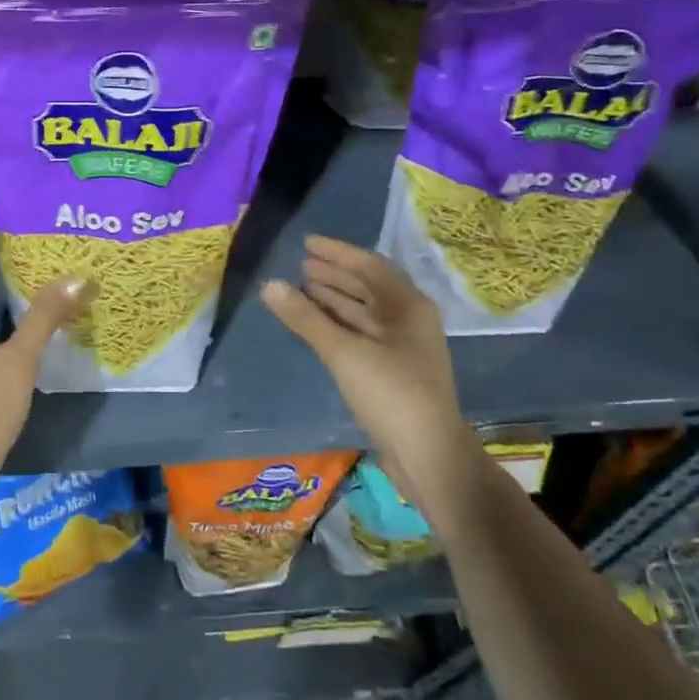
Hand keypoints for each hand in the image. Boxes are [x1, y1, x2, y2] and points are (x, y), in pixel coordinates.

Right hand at [262, 235, 463, 495]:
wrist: (429, 456)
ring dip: (334, 299)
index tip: (306, 243)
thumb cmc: (391, 393)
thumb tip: (269, 285)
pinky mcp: (392, 371)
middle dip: (334, 275)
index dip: (337, 252)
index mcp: (408, 306)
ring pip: (363, 312)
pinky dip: (337, 324)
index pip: (369, 265)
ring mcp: (401, 347)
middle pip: (367, 287)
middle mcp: (408, 320)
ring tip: (301, 288)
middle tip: (300, 266)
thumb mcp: (344, 352)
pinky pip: (360, 334)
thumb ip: (305, 318)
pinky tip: (315, 324)